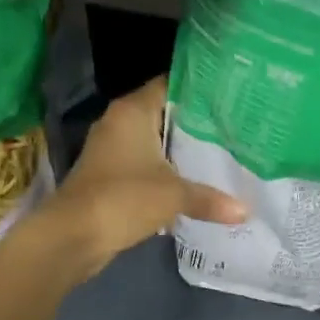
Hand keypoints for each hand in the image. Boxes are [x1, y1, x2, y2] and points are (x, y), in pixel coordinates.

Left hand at [43, 76, 245, 275]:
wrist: (73, 235)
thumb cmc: (124, 198)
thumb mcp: (174, 196)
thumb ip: (210, 198)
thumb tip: (246, 210)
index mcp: (133, 111)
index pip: (170, 84)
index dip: (200, 89)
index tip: (231, 95)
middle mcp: (120, 122)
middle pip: (165, 113)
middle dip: (197, 122)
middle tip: (236, 125)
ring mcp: (112, 149)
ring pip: (155, 141)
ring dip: (181, 149)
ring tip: (223, 151)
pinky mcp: (110, 175)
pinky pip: (146, 164)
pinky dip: (167, 170)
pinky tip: (194, 180)